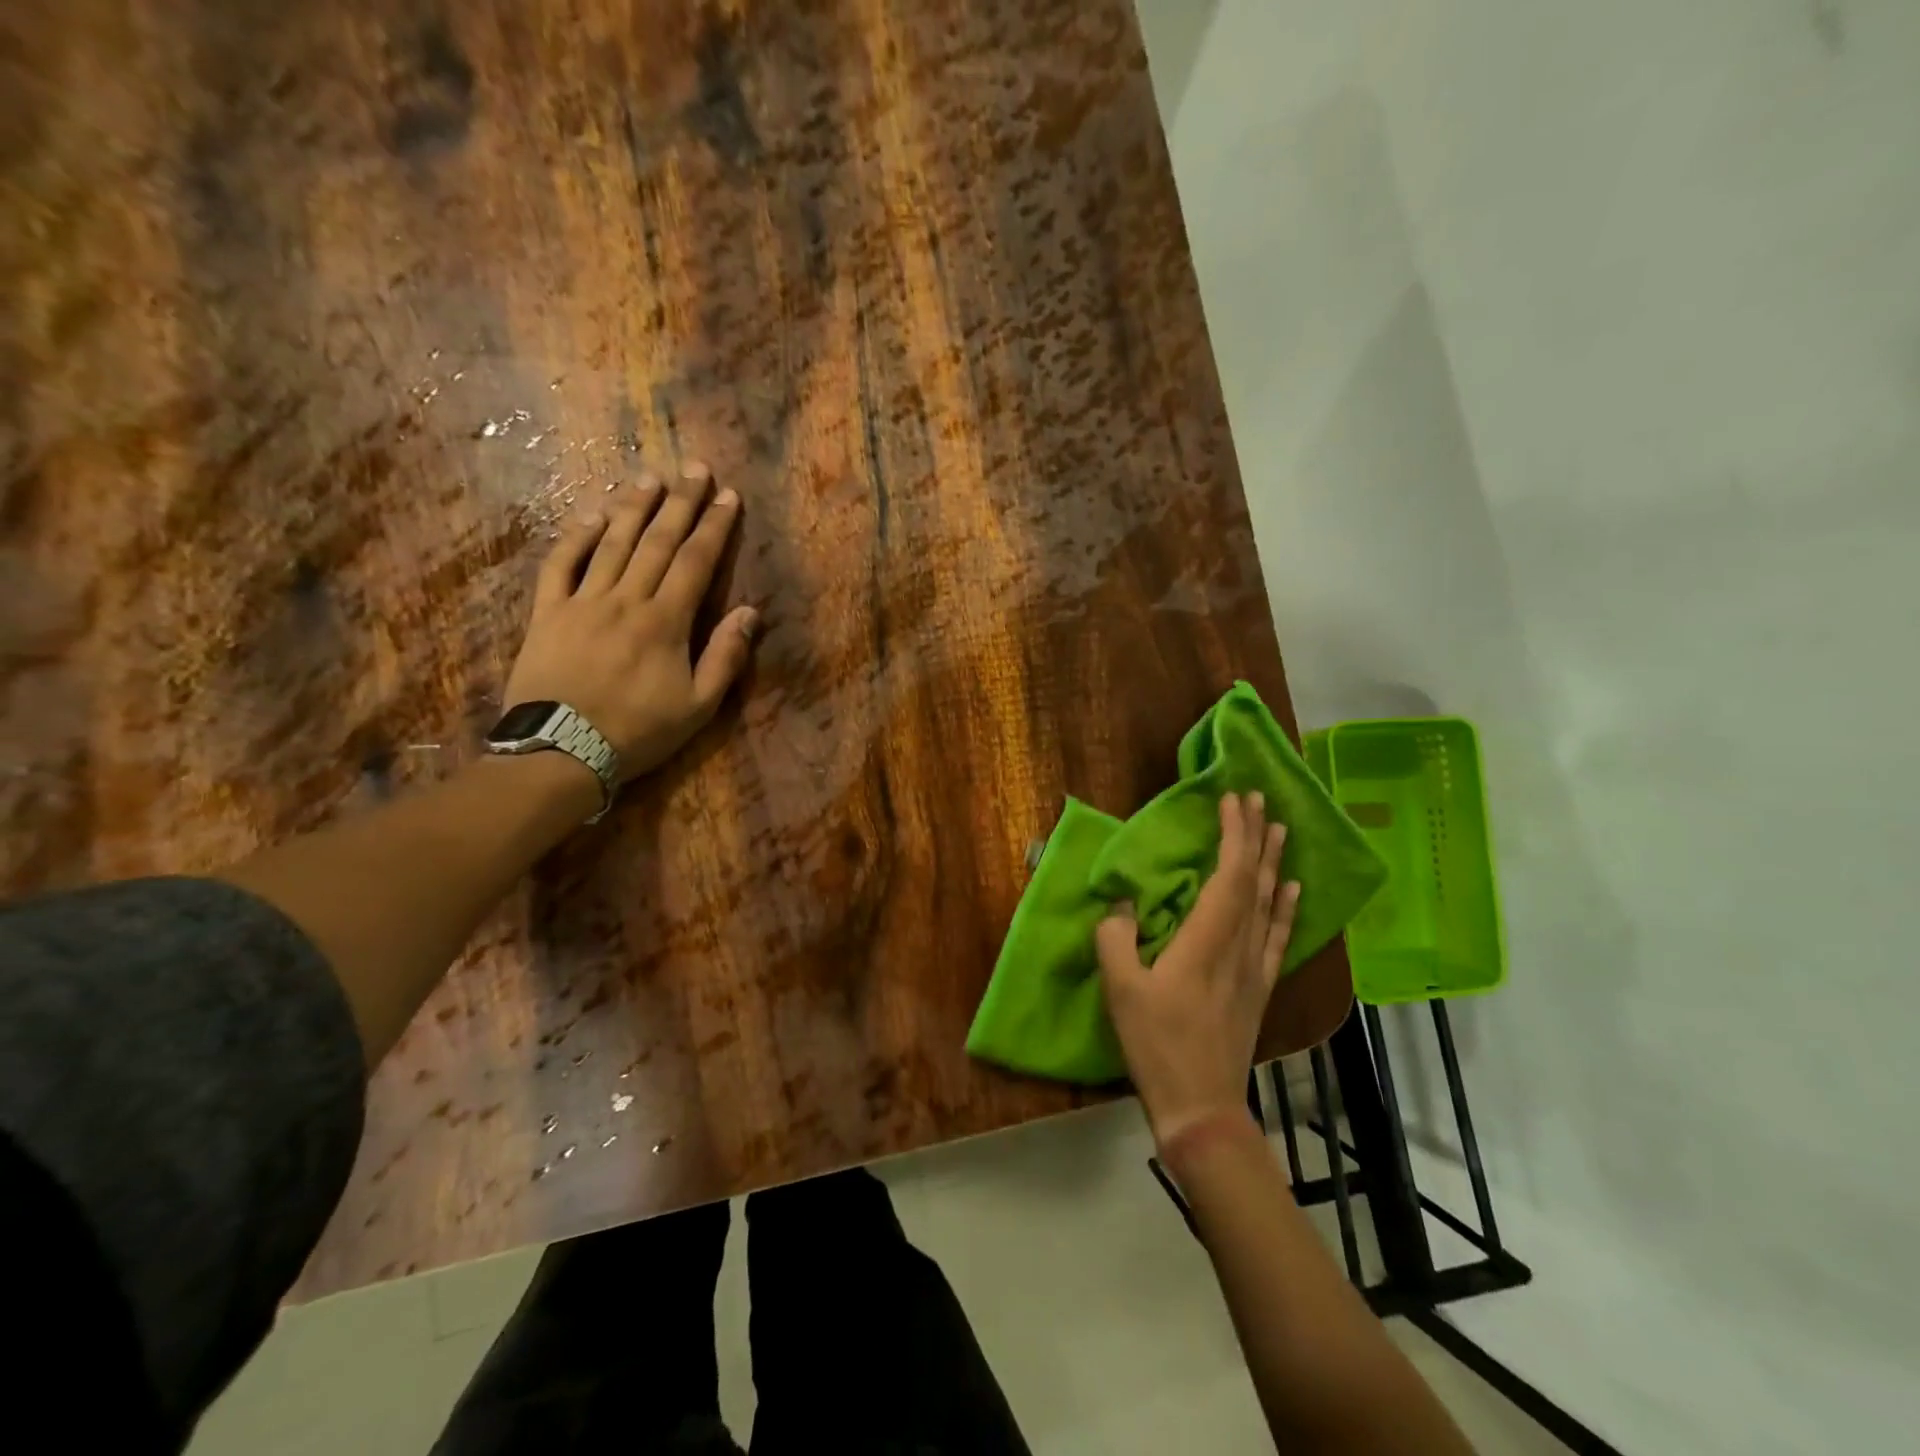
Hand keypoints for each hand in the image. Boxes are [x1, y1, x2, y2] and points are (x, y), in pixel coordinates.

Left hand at [502, 463, 758, 784]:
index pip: (696, 562)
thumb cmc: (639, 732)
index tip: (727, 496)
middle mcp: (626, 599)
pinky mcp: (547, 613)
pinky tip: (590, 516)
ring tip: (650, 478)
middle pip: (658, 542)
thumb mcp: (699, 707)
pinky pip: (560, 565)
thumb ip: (726, 657)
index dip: (714, 526)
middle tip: (695, 468)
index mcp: (666, 621)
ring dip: (633, 508)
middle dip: (681, 503)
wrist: (562, 753)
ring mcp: (582, 602)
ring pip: (611, 544)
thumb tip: (750, 612)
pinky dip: (575, 537)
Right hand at [1095, 792, 1301, 1148]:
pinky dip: (1287, 907)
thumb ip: (1115, 937)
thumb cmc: (1156, 1043)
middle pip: (1255, 880)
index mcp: (1206, 940)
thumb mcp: (1121, 988)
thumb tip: (1122, 903)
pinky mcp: (1260, 986)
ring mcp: (1255, 967)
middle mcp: (1239, 946)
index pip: (1229, 875)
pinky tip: (1293, 888)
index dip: (1233, 834)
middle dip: (1255, 836)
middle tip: (1257, 799)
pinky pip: (1279, 936)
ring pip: (1271, 903)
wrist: (1200, 1104)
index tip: (1232, 800)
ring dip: (1274, 861)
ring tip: (1279, 828)